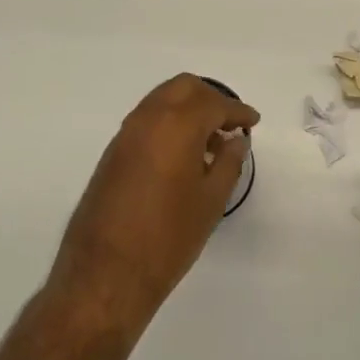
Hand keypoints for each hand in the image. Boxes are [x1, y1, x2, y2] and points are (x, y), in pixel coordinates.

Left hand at [48, 75, 258, 326]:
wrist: (107, 272)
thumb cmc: (169, 237)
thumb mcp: (211, 200)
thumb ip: (228, 163)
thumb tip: (236, 141)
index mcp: (177, 125)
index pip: (214, 104)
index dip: (238, 111)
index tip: (252, 122)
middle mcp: (148, 119)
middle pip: (184, 88)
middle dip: (211, 98)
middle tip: (230, 123)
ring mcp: (125, 134)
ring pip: (162, 100)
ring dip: (188, 109)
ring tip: (210, 141)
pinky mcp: (112, 153)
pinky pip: (147, 121)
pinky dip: (169, 123)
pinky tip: (183, 154)